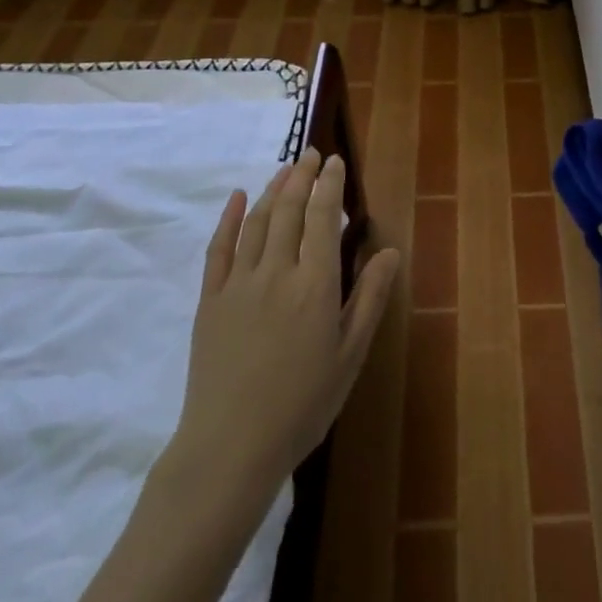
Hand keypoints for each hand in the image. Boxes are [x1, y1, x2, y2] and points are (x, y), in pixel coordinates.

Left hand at [170, 149, 399, 493]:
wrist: (230, 448)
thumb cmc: (302, 405)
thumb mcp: (349, 355)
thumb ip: (369, 298)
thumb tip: (390, 250)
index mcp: (315, 284)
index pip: (323, 218)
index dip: (330, 185)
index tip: (335, 161)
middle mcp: (277, 271)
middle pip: (290, 210)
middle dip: (302, 176)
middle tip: (311, 153)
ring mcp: (239, 283)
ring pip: (258, 222)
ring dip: (273, 190)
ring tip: (286, 169)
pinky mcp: (210, 300)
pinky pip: (219, 249)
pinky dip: (230, 218)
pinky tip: (238, 198)